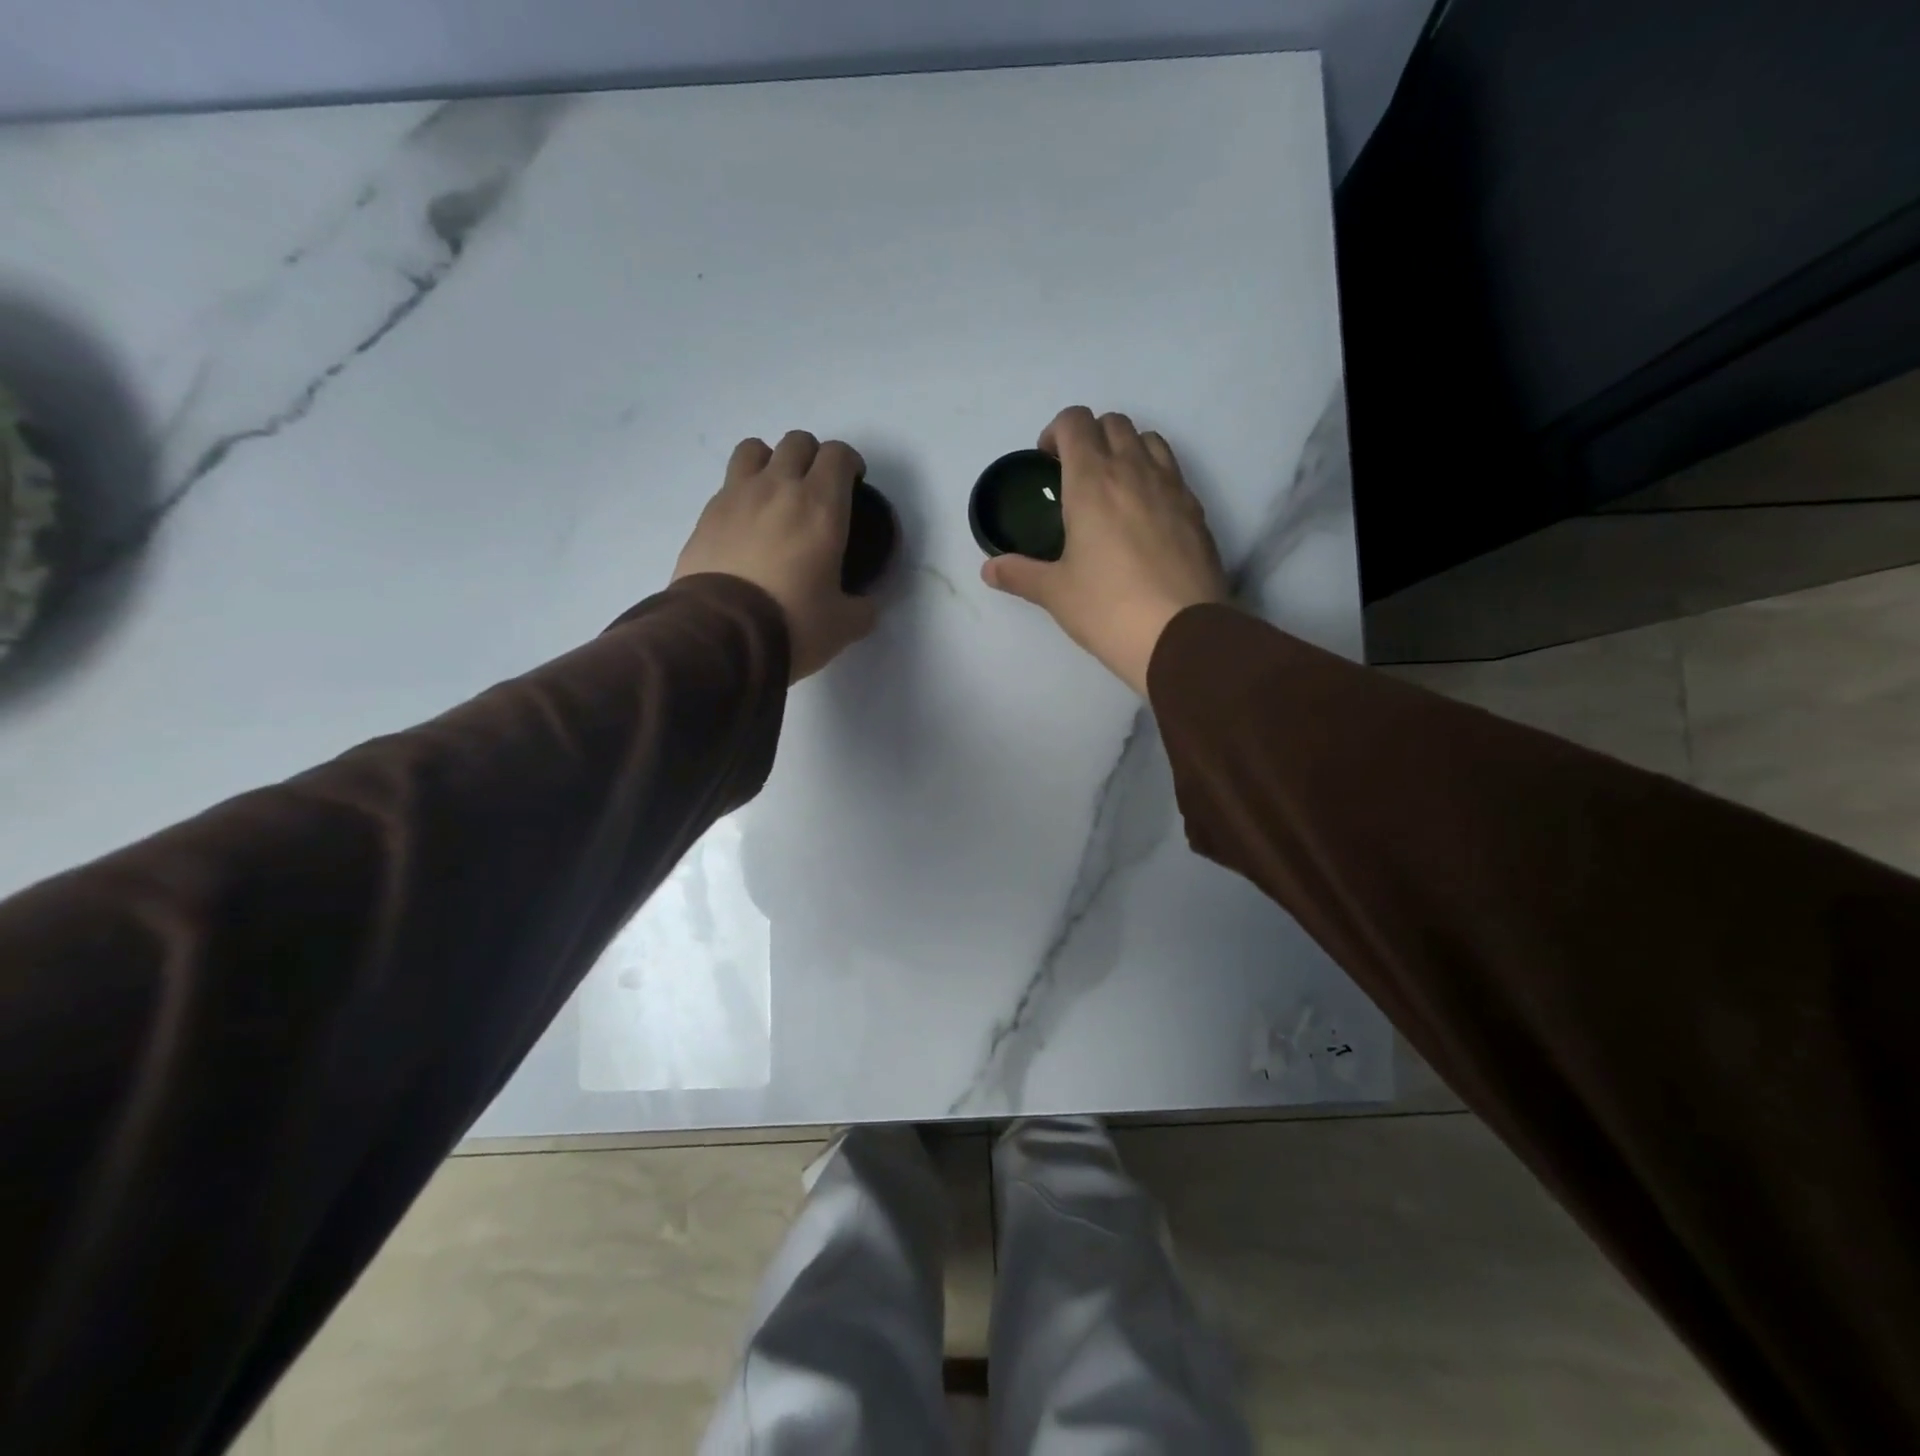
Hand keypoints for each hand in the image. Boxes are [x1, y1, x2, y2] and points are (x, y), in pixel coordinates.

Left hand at [674, 431, 878, 681]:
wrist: (720, 635)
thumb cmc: (792, 623)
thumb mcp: (843, 626)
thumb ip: (862, 609)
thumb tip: (865, 605)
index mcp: (820, 506)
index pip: (837, 454)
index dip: (849, 463)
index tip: (853, 483)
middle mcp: (778, 488)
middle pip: (796, 442)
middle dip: (812, 457)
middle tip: (817, 489)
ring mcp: (735, 496)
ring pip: (754, 449)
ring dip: (770, 462)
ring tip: (775, 494)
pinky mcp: (705, 516)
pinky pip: (727, 485)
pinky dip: (741, 494)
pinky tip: (746, 526)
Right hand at [982, 407, 1227, 695]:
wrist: (1181, 635)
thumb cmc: (1108, 608)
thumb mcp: (1055, 593)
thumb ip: (1020, 573)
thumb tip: (990, 568)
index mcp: (1092, 481)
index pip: (1075, 422)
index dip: (1056, 432)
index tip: (1047, 461)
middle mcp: (1134, 471)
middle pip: (1114, 423)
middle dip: (1091, 436)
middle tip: (1077, 475)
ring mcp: (1172, 488)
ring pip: (1150, 440)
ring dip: (1128, 449)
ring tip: (1114, 489)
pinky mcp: (1197, 511)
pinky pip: (1173, 473)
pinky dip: (1155, 477)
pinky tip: (1145, 518)